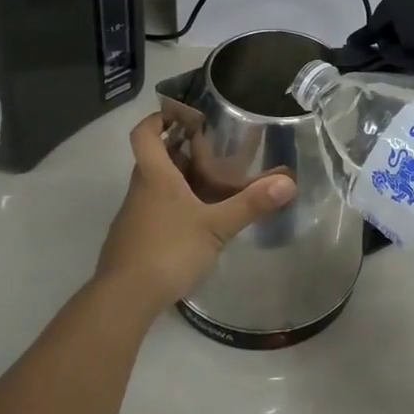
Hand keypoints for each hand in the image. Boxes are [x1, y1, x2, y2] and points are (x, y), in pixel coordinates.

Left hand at [95, 113, 296, 314]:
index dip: (159, 118)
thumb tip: (289, 182)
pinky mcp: (133, 240)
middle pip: (154, 158)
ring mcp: (133, 216)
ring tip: (212, 183)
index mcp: (154, 176)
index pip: (144, 134)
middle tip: (213, 148)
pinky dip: (173, 206)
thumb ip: (250, 204)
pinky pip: (154, 210)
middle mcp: (140, 189)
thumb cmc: (168, 250)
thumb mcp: (216, 227)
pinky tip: (196, 222)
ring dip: (178, 179)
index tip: (182, 114)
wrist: (124, 300)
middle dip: (180, 149)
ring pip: (155, 185)